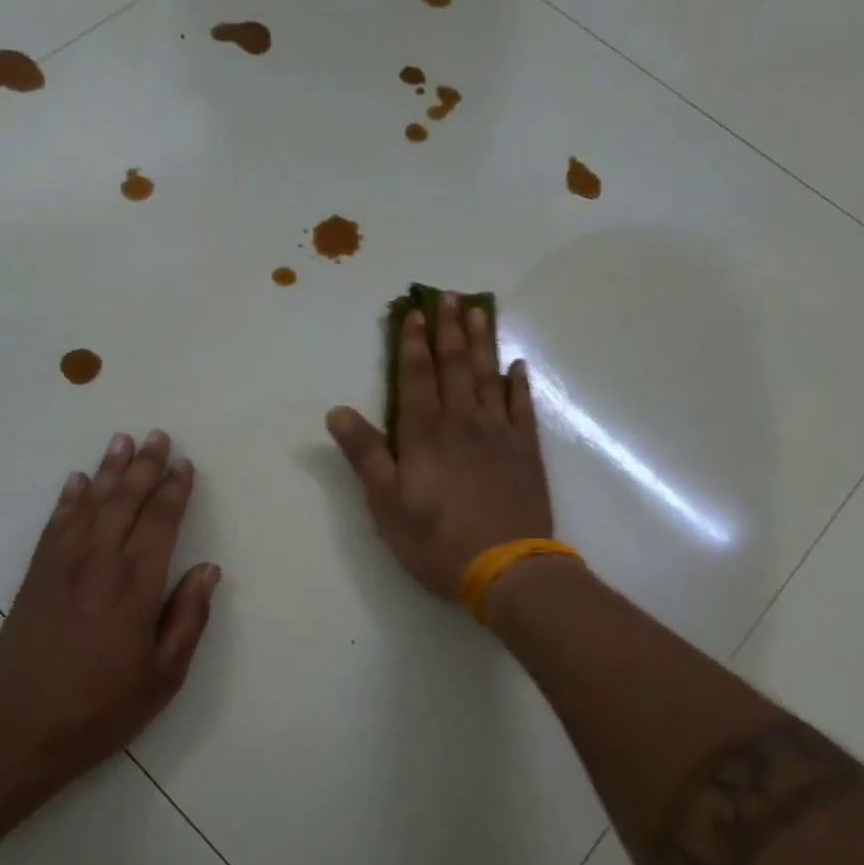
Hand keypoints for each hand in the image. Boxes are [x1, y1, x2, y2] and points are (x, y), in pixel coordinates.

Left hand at [0, 430, 220, 805]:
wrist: (19, 732)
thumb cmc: (102, 710)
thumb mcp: (163, 677)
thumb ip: (188, 618)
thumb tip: (209, 569)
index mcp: (136, 589)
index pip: (160, 524)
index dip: (174, 491)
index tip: (184, 464)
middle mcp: (98, 566)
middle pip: (124, 503)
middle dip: (143, 467)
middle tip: (157, 435)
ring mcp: (60, 568)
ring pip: (89, 506)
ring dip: (107, 471)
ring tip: (121, 441)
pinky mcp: (34, 578)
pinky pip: (53, 526)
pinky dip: (67, 500)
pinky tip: (76, 481)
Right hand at [327, 291, 553, 601]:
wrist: (507, 569)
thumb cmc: (436, 540)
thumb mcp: (386, 504)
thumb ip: (365, 455)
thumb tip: (337, 411)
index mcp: (424, 433)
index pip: (416, 376)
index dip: (413, 343)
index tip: (414, 312)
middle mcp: (463, 422)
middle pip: (455, 365)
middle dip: (449, 328)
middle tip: (450, 295)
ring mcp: (499, 434)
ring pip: (489, 376)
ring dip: (483, 342)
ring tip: (480, 311)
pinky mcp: (526, 452)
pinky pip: (523, 407)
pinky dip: (519, 383)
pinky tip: (517, 366)